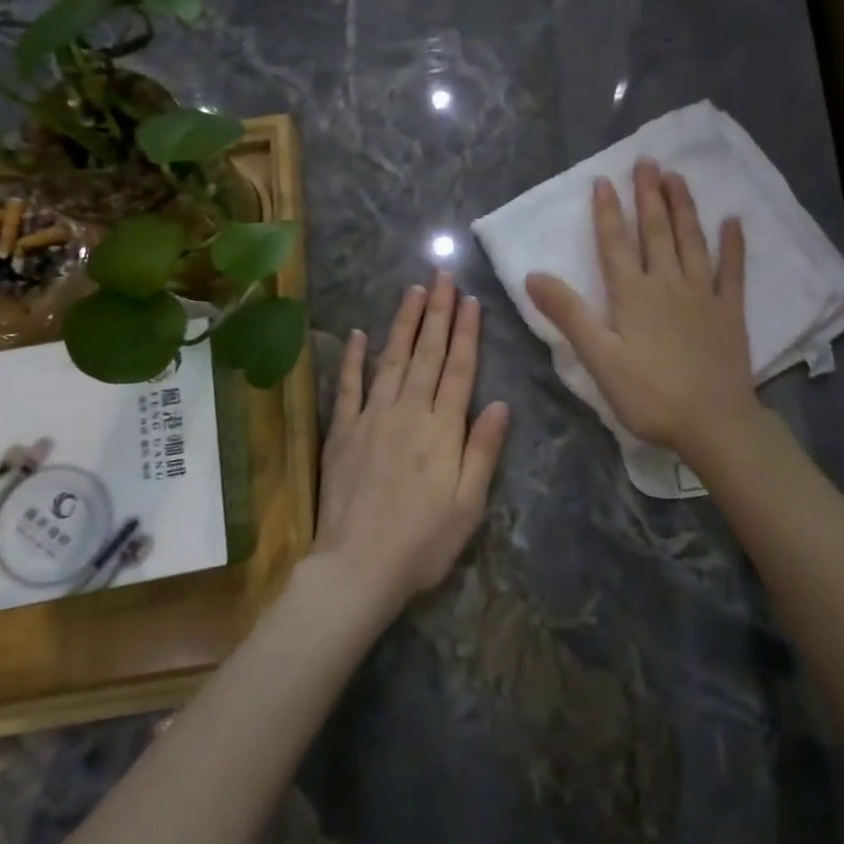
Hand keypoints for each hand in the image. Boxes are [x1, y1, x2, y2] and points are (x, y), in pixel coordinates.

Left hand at [313, 272, 510, 618]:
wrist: (356, 568)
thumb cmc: (422, 542)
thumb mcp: (468, 504)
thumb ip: (483, 450)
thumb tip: (500, 403)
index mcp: (442, 429)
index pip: (459, 368)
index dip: (467, 332)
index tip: (470, 299)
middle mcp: (408, 412)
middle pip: (427, 354)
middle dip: (438, 312)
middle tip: (443, 275)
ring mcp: (372, 418)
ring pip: (392, 359)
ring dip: (404, 323)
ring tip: (414, 291)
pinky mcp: (343, 432)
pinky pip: (349, 387)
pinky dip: (354, 359)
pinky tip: (360, 334)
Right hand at [526, 160, 757, 459]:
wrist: (713, 422)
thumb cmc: (649, 395)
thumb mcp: (599, 359)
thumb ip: (569, 314)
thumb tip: (533, 275)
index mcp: (633, 295)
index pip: (615, 244)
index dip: (607, 212)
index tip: (603, 180)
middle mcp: (668, 283)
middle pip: (656, 232)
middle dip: (648, 196)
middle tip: (647, 162)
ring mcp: (703, 294)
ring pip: (692, 241)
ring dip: (684, 207)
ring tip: (678, 177)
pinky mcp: (730, 311)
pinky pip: (733, 270)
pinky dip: (733, 245)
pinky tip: (733, 221)